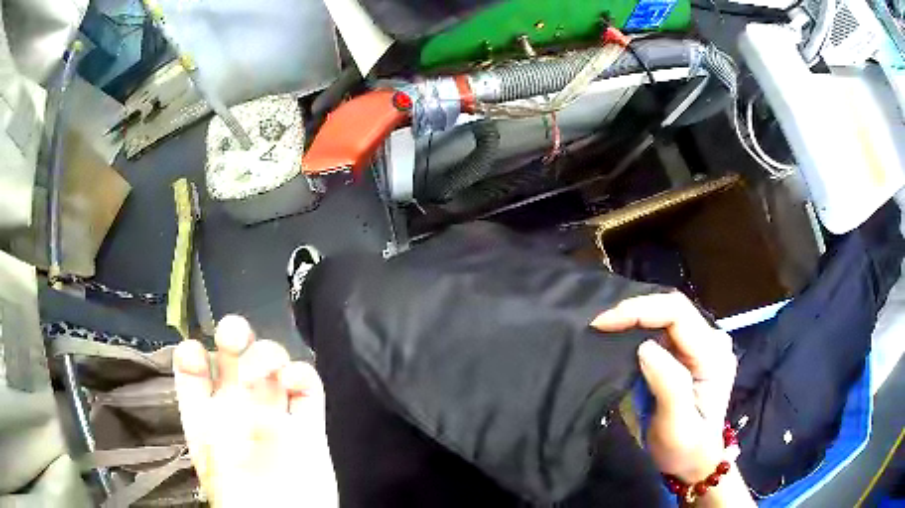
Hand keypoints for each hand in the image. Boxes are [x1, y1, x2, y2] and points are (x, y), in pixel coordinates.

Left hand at [173, 315, 337, 507]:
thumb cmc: (241, 496)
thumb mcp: (215, 455)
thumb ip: (218, 413)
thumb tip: (224, 370)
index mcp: (206, 417)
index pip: (194, 374)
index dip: (192, 355)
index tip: (194, 352)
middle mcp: (238, 411)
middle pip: (234, 360)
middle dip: (233, 338)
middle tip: (234, 335)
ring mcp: (274, 415)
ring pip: (271, 366)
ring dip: (268, 354)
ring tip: (265, 369)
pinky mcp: (307, 425)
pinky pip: (307, 387)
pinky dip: (302, 375)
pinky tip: (293, 380)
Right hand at [591, 293, 737, 482]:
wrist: (693, 461)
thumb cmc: (685, 449)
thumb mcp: (677, 426)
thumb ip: (669, 385)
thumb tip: (645, 347)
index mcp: (714, 355)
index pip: (678, 314)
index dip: (640, 311)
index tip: (604, 323)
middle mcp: (712, 341)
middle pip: (673, 309)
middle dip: (634, 311)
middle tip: (599, 324)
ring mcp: (702, 345)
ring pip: (667, 315)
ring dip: (635, 319)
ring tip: (606, 328)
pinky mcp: (690, 352)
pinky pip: (664, 329)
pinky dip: (639, 329)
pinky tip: (622, 336)